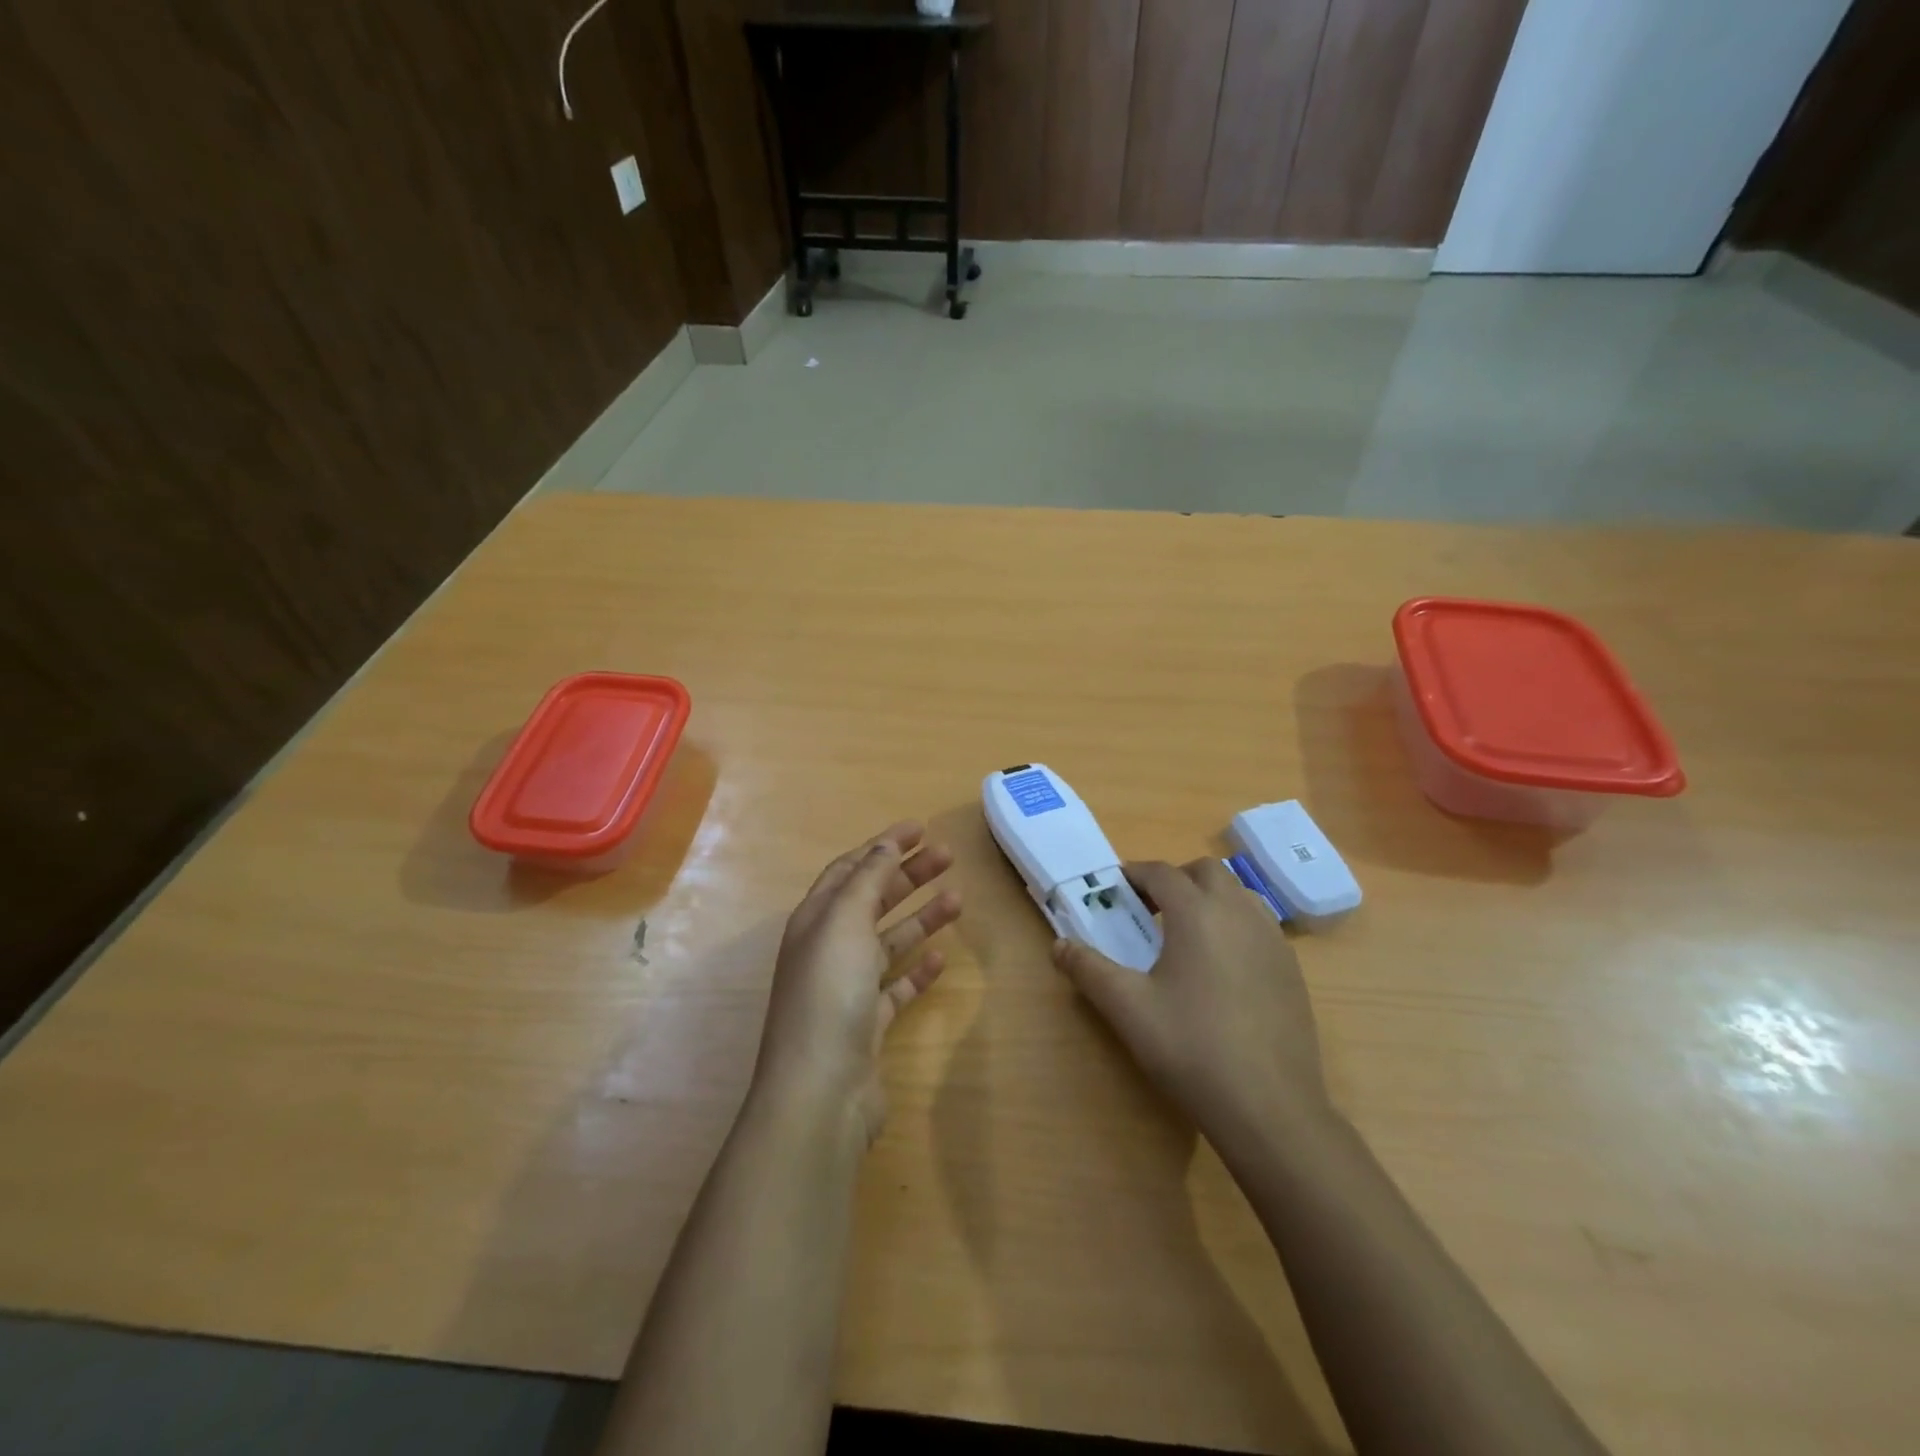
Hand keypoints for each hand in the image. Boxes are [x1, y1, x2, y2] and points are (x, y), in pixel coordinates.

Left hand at [752, 822, 960, 1143]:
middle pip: (872, 900)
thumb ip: (866, 880)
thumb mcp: (845, 922)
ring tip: (958, 899)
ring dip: (920, 917)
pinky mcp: (867, 1024)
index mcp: (815, 920)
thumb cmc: (829, 993)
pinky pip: (896, 987)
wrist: (820, 1091)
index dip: (883, 845)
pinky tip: (941, 959)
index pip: (851, 869)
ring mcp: (847, 989)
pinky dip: (917, 970)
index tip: (920, 828)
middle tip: (948, 855)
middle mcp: (828, 949)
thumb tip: (883, 845)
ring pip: (888, 941)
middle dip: (907, 874)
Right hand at [1053, 859, 1330, 1155]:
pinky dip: (1235, 925)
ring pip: (1238, 894)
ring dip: (1209, 898)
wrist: (1270, 1108)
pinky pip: (1259, 925)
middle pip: (1206, 872)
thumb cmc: (1191, 1048)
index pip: (1161, 873)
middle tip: (1150, 911)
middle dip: (1175, 880)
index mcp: (1197, 913)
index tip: (1115, 890)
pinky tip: (1221, 968)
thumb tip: (1058, 945)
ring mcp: (1272, 940)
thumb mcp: (1127, 1008)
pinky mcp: (1292, 969)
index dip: (1135, 874)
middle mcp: (1238, 913)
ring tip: (1186, 936)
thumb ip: (1088, 969)